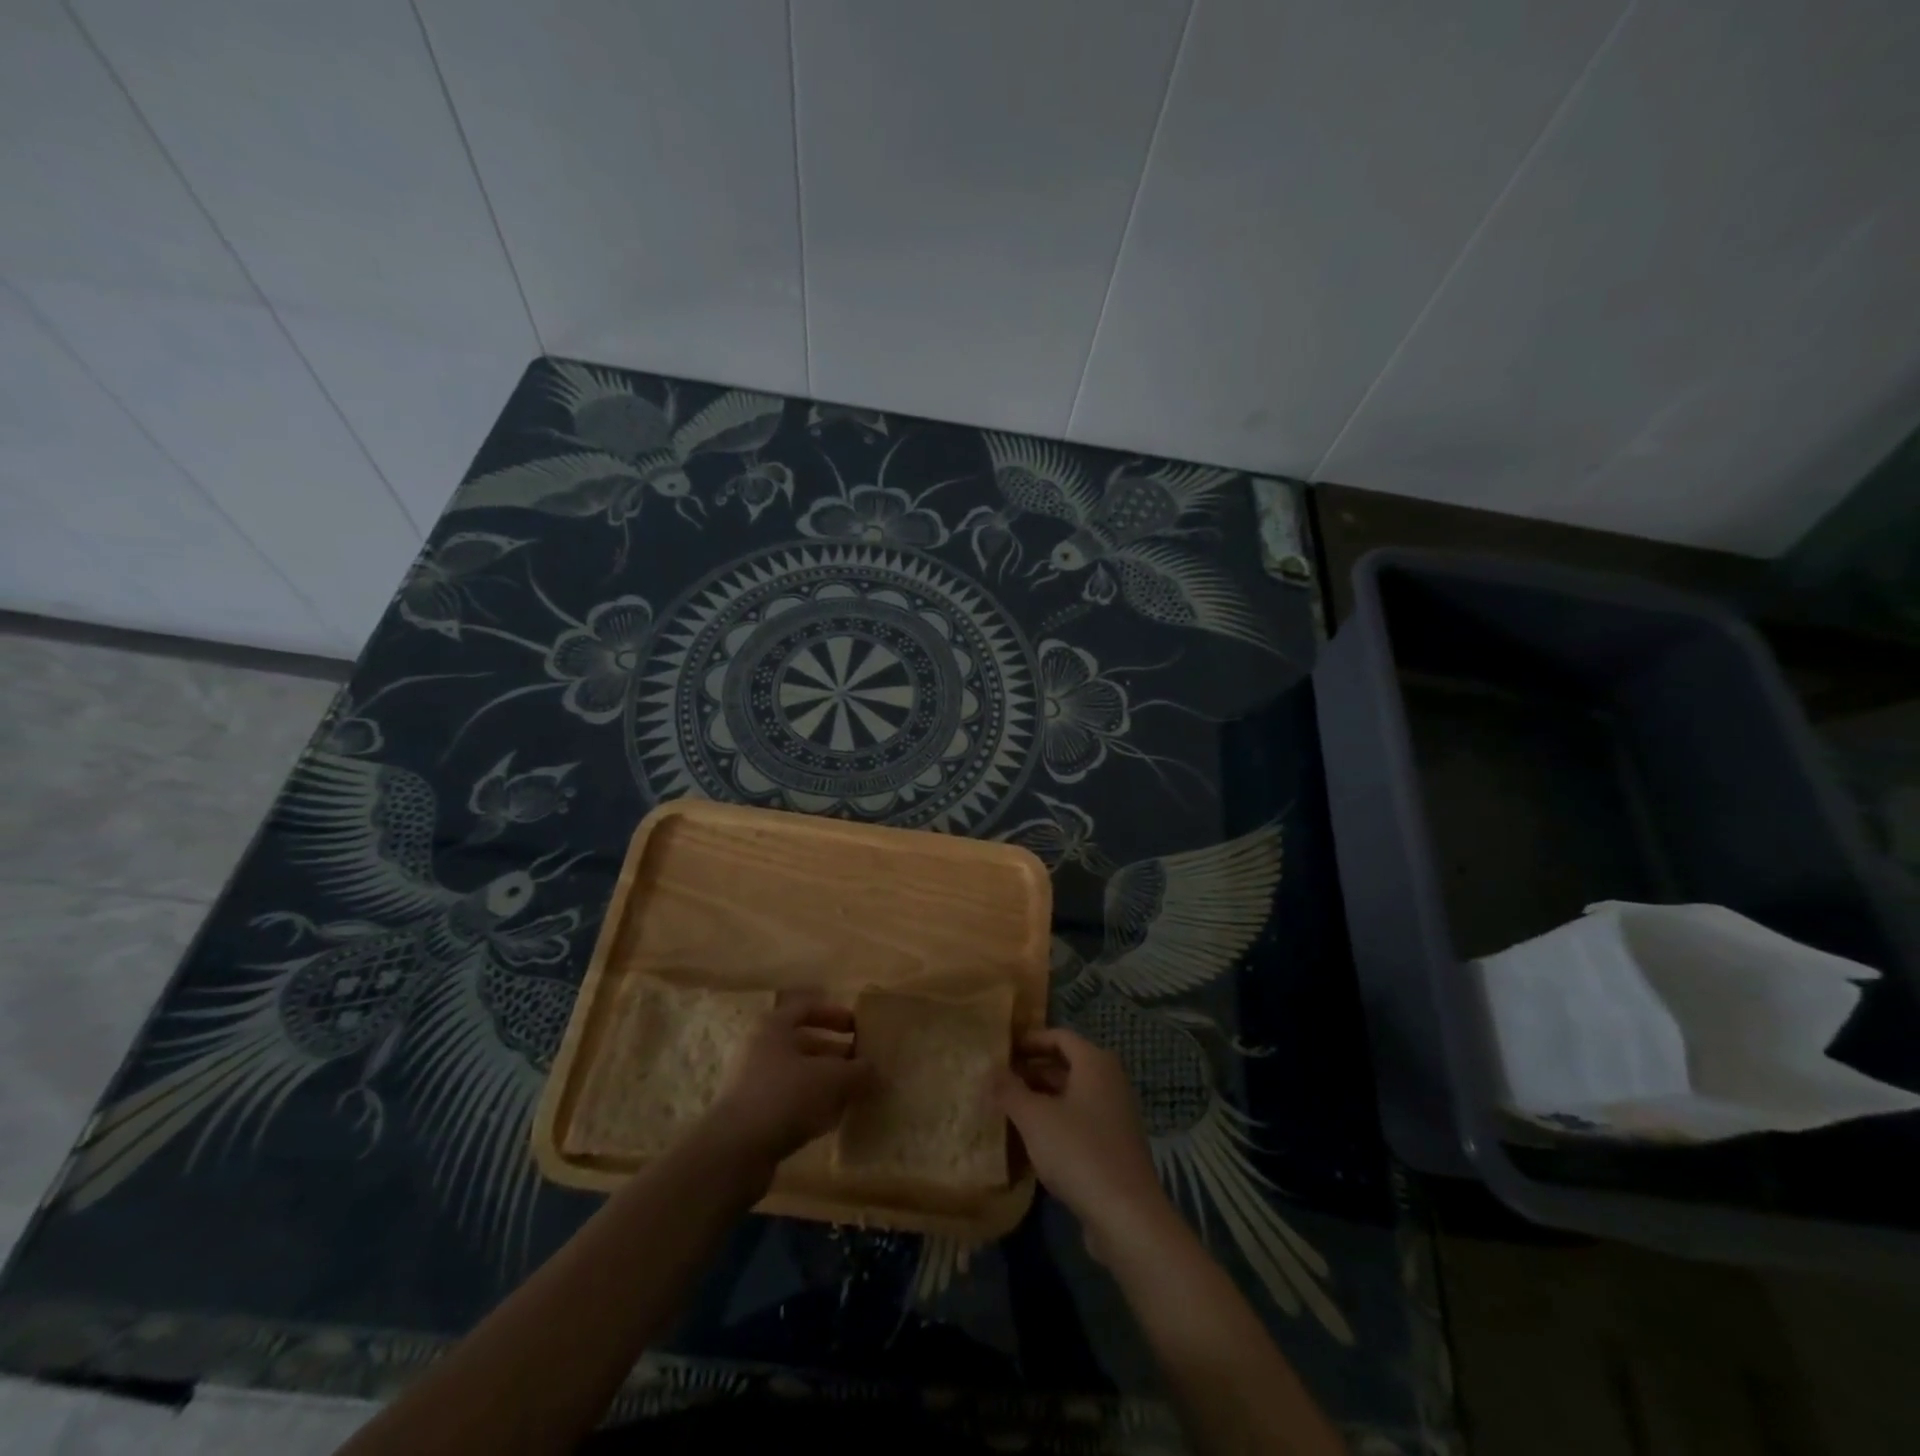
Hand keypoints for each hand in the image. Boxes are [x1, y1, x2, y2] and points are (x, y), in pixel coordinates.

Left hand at [704, 997, 873, 1166]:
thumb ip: (858, 1071)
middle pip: (804, 1042)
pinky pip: (788, 1100)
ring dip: (826, 1082)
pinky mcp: (751, 1114)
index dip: (836, 1015)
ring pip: (798, 1074)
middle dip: (836, 1053)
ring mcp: (752, 1082)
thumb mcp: (831, 1078)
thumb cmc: (784, 1097)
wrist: (734, 1152)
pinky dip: (811, 1105)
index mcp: (773, 1026)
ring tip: (854, 1094)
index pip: (808, 1008)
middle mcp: (759, 1048)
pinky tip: (832, 1119)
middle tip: (863, 1065)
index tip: (859, 1029)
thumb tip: (876, 1070)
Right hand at [995, 1028, 1173, 1260]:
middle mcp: (1110, 1081)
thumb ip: (1009, 1090)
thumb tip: (988, 1070)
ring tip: (1008, 1109)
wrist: (1127, 1215)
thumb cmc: (1079, 1151)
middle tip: (999, 1081)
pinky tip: (1032, 1141)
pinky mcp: (1114, 1146)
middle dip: (1032, 1071)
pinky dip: (1056, 1122)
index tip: (1002, 1051)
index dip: (1030, 1040)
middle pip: (1066, 1065)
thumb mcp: (1034, 1118)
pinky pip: (1080, 1121)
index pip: (1060, 1036)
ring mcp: (1115, 1115)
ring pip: (1072, 1095)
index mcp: (1095, 1063)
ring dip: (1042, 1098)